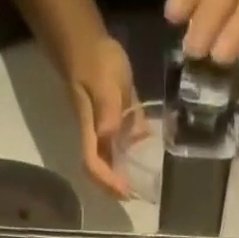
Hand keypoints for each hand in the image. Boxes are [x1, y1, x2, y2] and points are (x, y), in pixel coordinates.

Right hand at [66, 36, 148, 197]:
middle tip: (136, 194)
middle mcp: (97, 137)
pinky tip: (148, 157)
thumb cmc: (95, 60)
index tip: (126, 191)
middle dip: (117, 187)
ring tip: (144, 184)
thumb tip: (108, 135)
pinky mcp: (116, 122)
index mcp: (91, 132)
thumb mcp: (102, 80)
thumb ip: (106, 108)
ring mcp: (106, 131)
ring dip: (126, 175)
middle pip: (102, 171)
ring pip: (114, 161)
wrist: (90, 43)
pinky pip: (125, 145)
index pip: (94, 165)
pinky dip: (136, 154)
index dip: (108, 183)